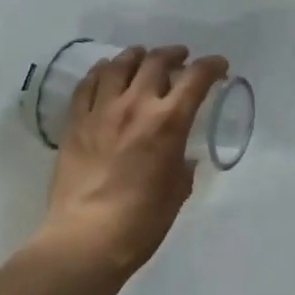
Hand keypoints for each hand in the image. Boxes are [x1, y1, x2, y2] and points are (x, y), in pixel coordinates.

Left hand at [43, 45, 229, 275]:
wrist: (86, 239)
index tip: (219, 66)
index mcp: (168, 122)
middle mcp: (136, 105)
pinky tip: (105, 73)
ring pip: (119, 65)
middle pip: (156, 61)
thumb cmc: (141, 221)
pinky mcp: (75, 122)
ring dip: (136, 56)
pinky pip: (87, 85)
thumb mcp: (177, 191)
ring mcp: (102, 111)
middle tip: (180, 58)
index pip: (196, 78)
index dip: (211, 66)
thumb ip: (182, 165)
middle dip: (174, 54)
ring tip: (142, 58)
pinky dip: (100, 72)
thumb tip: (180, 157)